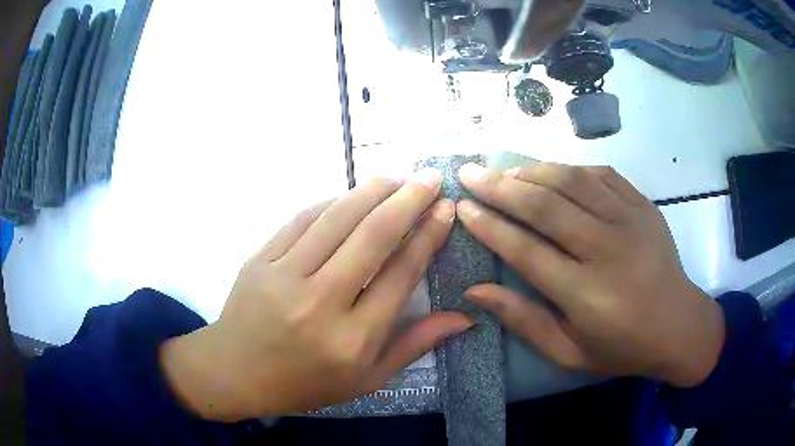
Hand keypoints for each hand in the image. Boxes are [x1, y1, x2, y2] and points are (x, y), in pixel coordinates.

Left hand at [160, 170, 470, 421]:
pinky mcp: (260, 259)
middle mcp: (320, 302)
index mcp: (352, 339)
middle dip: (408, 200)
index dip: (427, 237)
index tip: (445, 210)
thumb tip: (464, 318)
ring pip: (336, 218)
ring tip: (397, 177)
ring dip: (372, 191)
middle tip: (431, 178)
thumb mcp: (367, 379)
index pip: (400, 275)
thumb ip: (415, 344)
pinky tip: (349, 196)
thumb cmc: (305, 383)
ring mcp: (284, 276)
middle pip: (372, 236)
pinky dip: (330, 202)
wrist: (236, 372)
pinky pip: (301, 220)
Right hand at [456, 163, 724, 387]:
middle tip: (469, 173)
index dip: (489, 226)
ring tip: (505, 171)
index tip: (462, 207)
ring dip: (533, 171)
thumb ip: (524, 321)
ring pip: (572, 181)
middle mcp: (607, 250)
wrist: (679, 326)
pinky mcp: (643, 206)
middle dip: (500, 187)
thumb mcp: (569, 352)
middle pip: (546, 206)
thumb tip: (475, 290)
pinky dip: (570, 169)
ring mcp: (630, 221)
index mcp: (587, 294)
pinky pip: (601, 175)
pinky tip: (552, 172)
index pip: (526, 250)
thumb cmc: (622, 347)